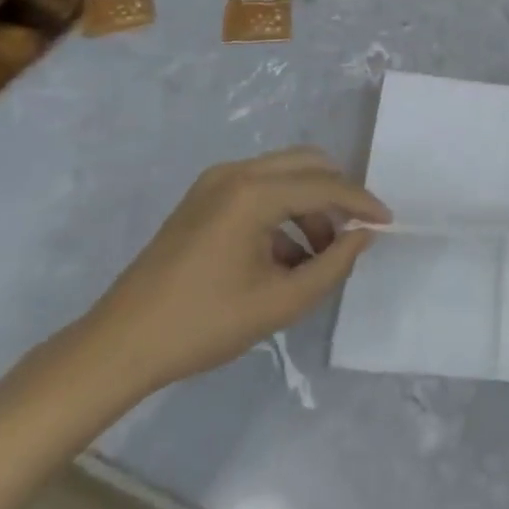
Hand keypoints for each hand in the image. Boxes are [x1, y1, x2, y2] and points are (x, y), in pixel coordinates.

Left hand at [81, 148, 389, 392]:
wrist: (121, 344)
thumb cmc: (204, 325)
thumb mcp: (280, 302)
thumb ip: (332, 265)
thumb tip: (363, 236)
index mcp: (253, 193)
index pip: (324, 186)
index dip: (361, 204)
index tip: (387, 223)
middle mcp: (235, 173)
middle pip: (307, 164)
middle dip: (338, 194)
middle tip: (356, 231)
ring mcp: (215, 182)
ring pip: (284, 174)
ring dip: (311, 204)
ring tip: (320, 254)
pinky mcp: (203, 197)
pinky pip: (260, 188)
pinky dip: (283, 210)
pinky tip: (286, 256)